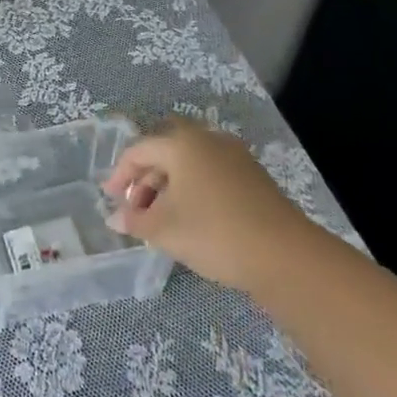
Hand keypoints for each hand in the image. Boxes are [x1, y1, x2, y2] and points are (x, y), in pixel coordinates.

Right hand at [104, 119, 306, 286]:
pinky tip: (192, 219)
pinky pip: (211, 174)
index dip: (120, 175)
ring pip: (190, 165)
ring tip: (161, 219)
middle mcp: (208, 140)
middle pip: (165, 154)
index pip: (139, 150)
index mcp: (181, 144)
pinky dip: (193, 190)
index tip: (111, 200)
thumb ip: (135, 220)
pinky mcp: (253, 177)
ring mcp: (235, 157)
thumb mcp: (164, 229)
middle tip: (136, 210)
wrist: (285, 256)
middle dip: (145, 181)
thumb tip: (114, 218)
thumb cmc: (213, 233)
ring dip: (169, 187)